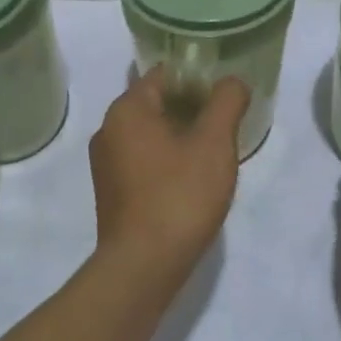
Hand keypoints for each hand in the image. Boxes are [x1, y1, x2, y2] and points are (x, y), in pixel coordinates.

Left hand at [90, 69, 250, 281]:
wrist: (144, 266)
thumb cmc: (180, 195)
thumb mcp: (214, 142)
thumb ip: (227, 102)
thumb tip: (233, 82)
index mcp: (127, 110)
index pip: (165, 74)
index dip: (198, 78)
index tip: (226, 94)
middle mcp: (109, 130)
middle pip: (157, 102)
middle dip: (193, 108)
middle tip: (226, 123)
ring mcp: (107, 164)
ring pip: (151, 133)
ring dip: (182, 136)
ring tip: (215, 152)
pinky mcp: (112, 192)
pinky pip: (144, 160)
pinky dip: (168, 159)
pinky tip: (193, 179)